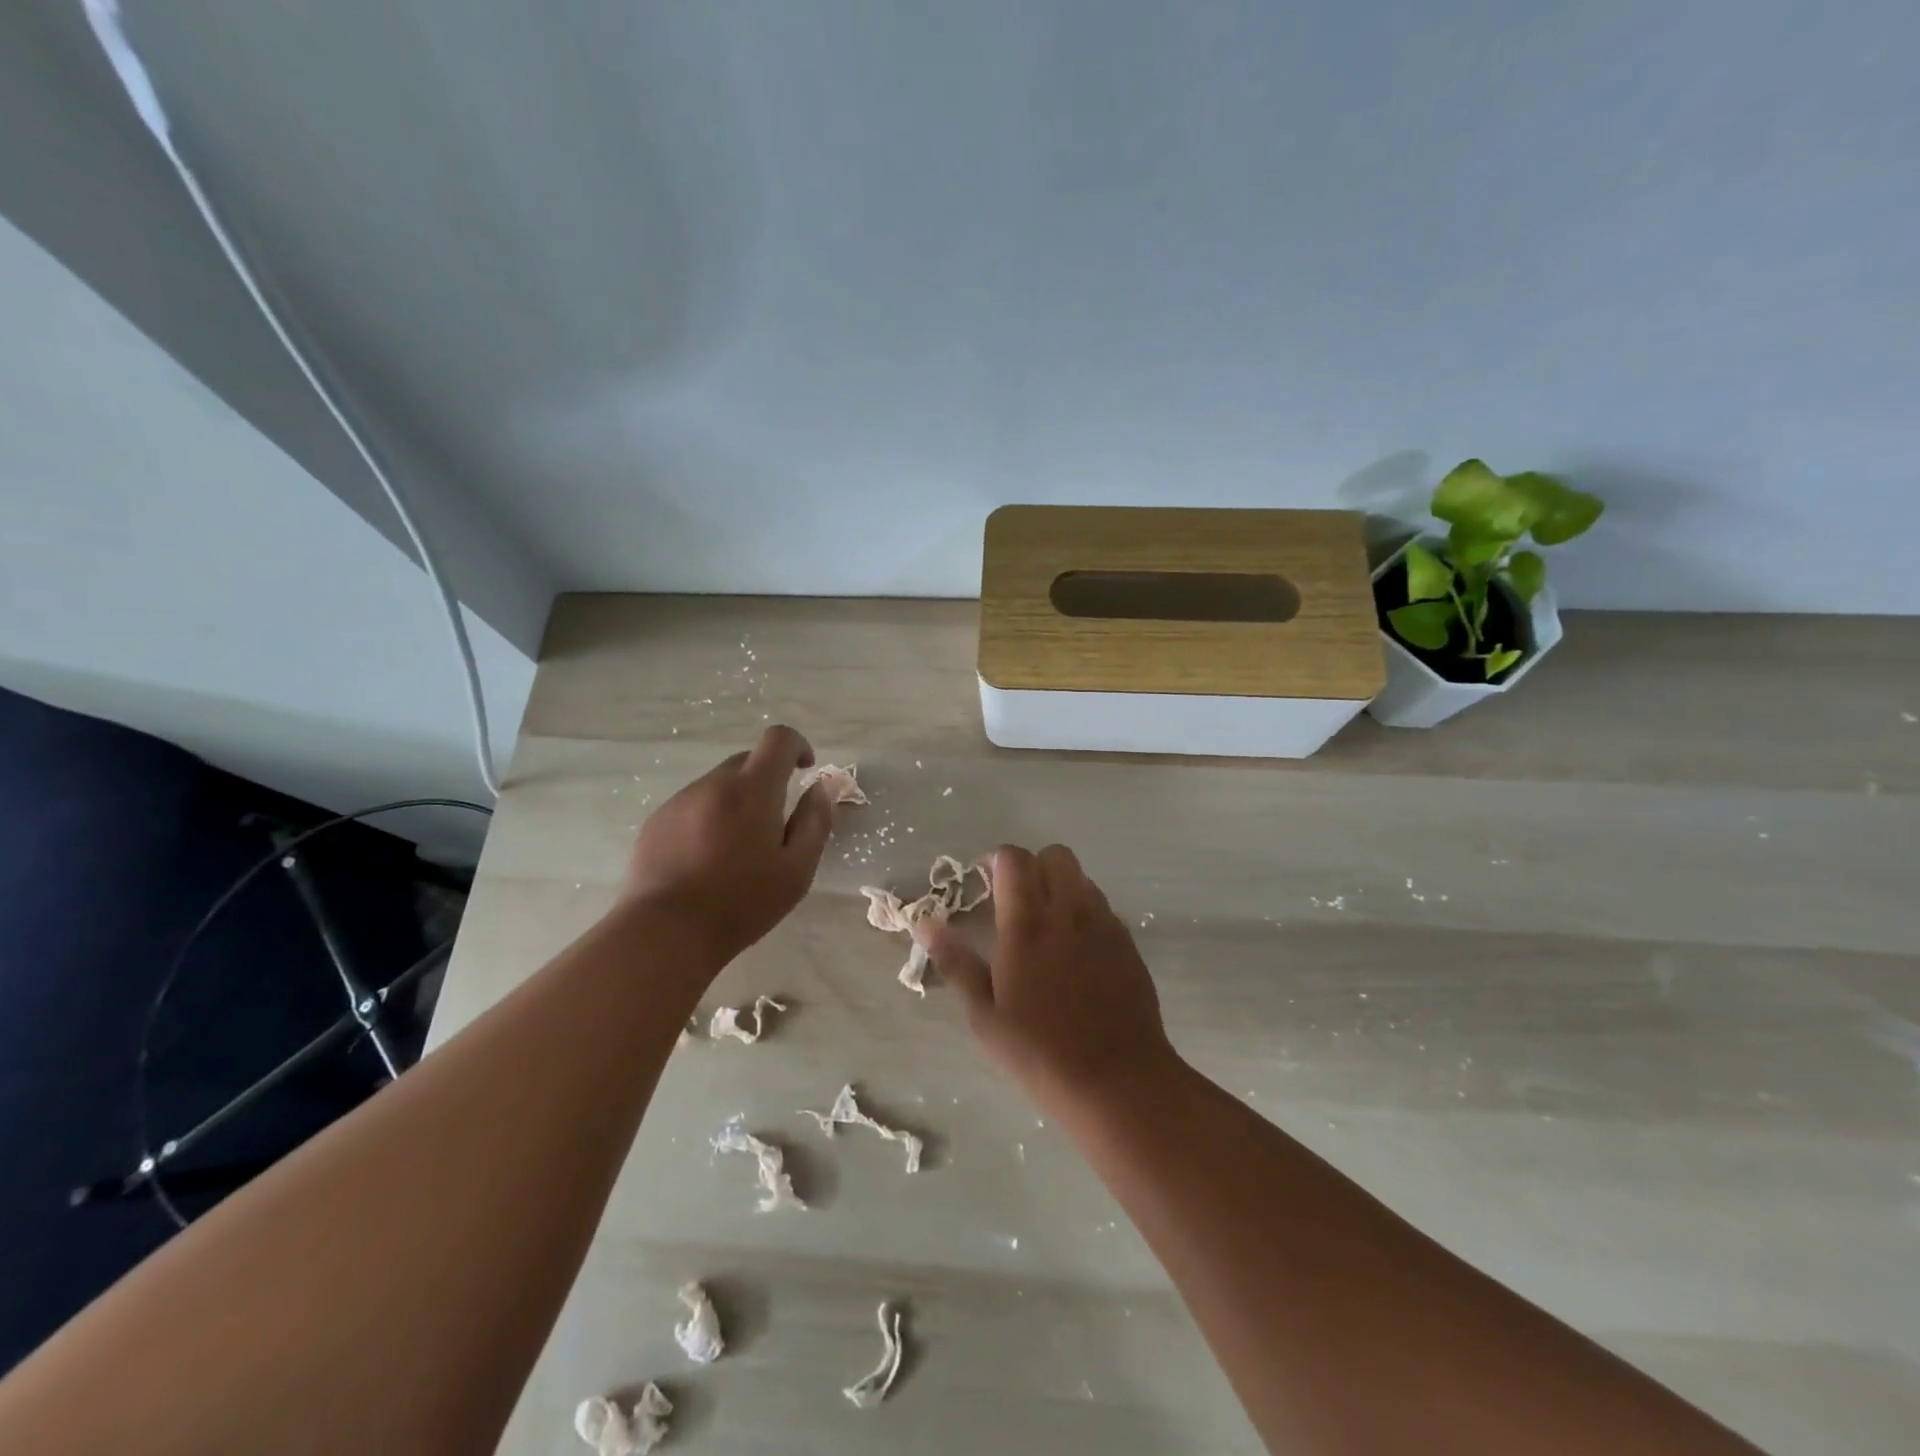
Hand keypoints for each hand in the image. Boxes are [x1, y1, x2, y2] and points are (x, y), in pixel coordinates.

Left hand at [624, 725, 833, 965]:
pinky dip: (709, 818)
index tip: (805, 769)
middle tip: (775, 825)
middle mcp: (714, 784)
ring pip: (719, 785)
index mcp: (753, 790)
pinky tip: (706, 859)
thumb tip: (820, 788)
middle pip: (748, 761)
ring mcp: (680, 801)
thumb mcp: (797, 869)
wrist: (666, 932)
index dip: (798, 745)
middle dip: (768, 780)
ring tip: (737, 849)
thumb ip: (815, 822)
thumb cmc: (742, 903)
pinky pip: (693, 805)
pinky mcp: (656, 821)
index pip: (778, 739)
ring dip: (737, 801)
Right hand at [919, 844, 1179, 1106]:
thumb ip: (955, 962)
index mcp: (1027, 924)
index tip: (984, 883)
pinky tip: (1076, 953)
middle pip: (1055, 855)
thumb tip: (924, 923)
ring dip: (1061, 887)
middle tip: (1016, 901)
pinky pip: (1103, 908)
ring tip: (1046, 927)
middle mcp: (1068, 912)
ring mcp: (1104, 925)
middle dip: (1033, 866)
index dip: (996, 861)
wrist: (1117, 1081)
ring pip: (1082, 878)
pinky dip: (1085, 913)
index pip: (1014, 858)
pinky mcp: (1128, 944)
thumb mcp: (984, 1015)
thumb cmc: (1039, 1052)